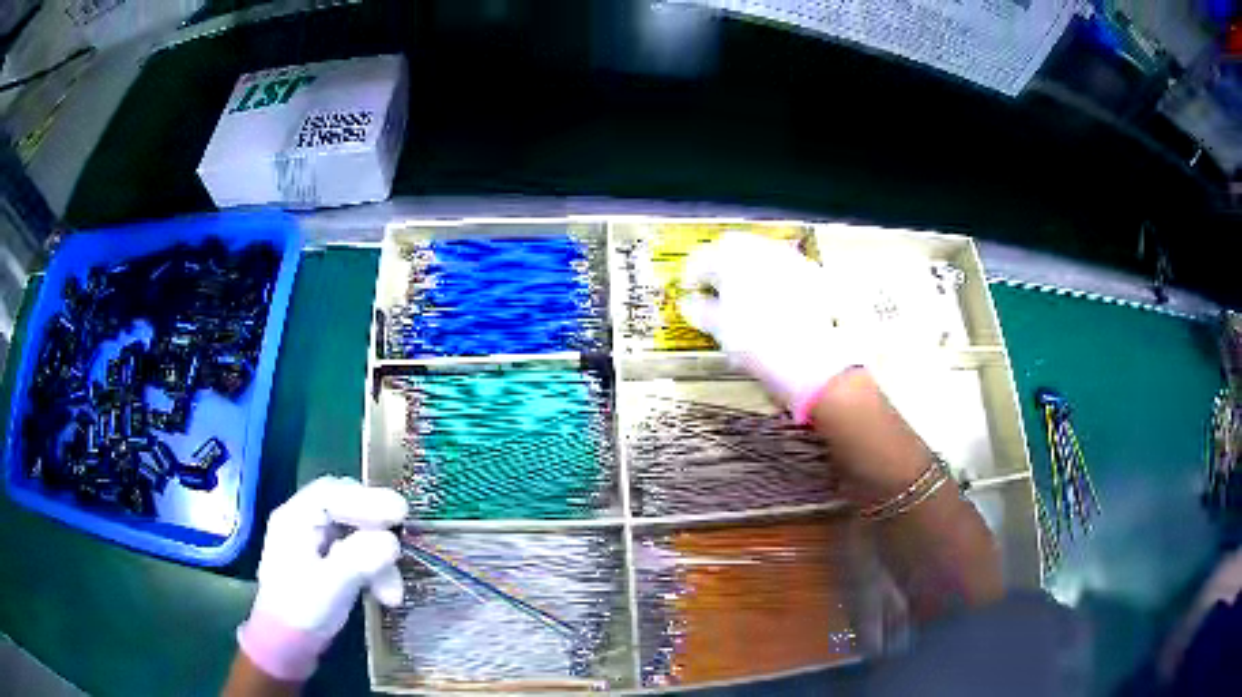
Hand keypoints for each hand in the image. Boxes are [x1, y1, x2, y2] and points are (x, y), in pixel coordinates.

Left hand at [237, 476, 407, 681]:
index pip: (332, 494)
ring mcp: (318, 541)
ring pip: (358, 532)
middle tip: (403, 538)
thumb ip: (358, 560)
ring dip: (381, 559)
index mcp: (295, 519)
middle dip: (377, 526)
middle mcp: (305, 522)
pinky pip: (359, 552)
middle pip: (347, 508)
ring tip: (393, 594)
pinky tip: (386, 595)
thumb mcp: (329, 586)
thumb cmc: (301, 611)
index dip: (367, 499)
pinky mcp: (331, 560)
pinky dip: (376, 570)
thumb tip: (392, 541)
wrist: (289, 644)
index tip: (400, 512)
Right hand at [678, 232, 861, 420]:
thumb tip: (691, 304)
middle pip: (734, 247)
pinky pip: (785, 268)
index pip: (703, 257)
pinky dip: (773, 279)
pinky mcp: (811, 275)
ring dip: (748, 269)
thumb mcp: (720, 329)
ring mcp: (790, 260)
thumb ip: (701, 311)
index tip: (691, 289)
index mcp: (733, 258)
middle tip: (714, 286)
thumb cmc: (757, 342)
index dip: (693, 273)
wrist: (808, 358)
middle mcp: (762, 250)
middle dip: (721, 264)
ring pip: (761, 255)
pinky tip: (771, 300)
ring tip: (742, 294)